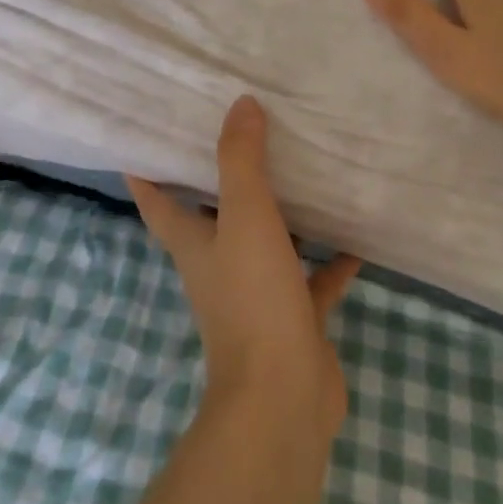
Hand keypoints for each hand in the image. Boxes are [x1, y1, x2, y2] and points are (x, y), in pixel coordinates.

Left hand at [127, 96, 360, 436]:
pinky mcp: (293, 317)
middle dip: (223, 179)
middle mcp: (218, 265)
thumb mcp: (245, 217)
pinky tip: (356, 234)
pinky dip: (330, 259)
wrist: (283, 399)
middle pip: (213, 215)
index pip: (156, 199)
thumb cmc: (252, 298)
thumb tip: (240, 104)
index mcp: (193, 242)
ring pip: (266, 242)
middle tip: (244, 134)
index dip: (146, 168)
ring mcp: (256, 294)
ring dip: (282, 215)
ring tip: (304, 172)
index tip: (146, 134)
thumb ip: (241, 160)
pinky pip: (312, 278)